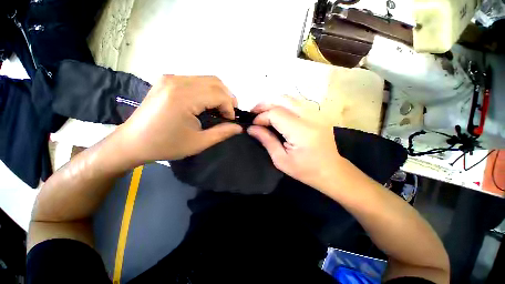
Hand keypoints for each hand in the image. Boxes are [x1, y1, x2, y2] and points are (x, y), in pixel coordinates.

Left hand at [115, 75, 242, 162]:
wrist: (133, 142)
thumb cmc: (166, 145)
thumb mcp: (199, 143)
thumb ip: (222, 133)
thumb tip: (239, 127)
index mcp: (183, 97)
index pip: (219, 94)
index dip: (230, 107)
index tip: (230, 121)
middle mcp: (177, 81)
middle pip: (215, 82)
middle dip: (227, 98)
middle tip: (228, 114)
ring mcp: (171, 78)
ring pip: (207, 79)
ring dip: (218, 93)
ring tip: (219, 109)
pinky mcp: (167, 80)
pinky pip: (196, 80)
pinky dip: (207, 91)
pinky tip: (206, 104)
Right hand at [248, 96, 343, 189]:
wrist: (331, 171)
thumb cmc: (305, 170)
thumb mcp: (281, 160)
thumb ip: (266, 140)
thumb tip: (251, 128)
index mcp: (301, 132)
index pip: (276, 114)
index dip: (261, 117)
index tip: (253, 125)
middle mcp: (310, 118)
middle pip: (283, 100)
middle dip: (265, 104)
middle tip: (254, 113)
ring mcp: (316, 114)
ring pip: (290, 98)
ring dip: (273, 102)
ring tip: (263, 112)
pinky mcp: (317, 114)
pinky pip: (296, 102)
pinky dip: (283, 104)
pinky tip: (277, 113)